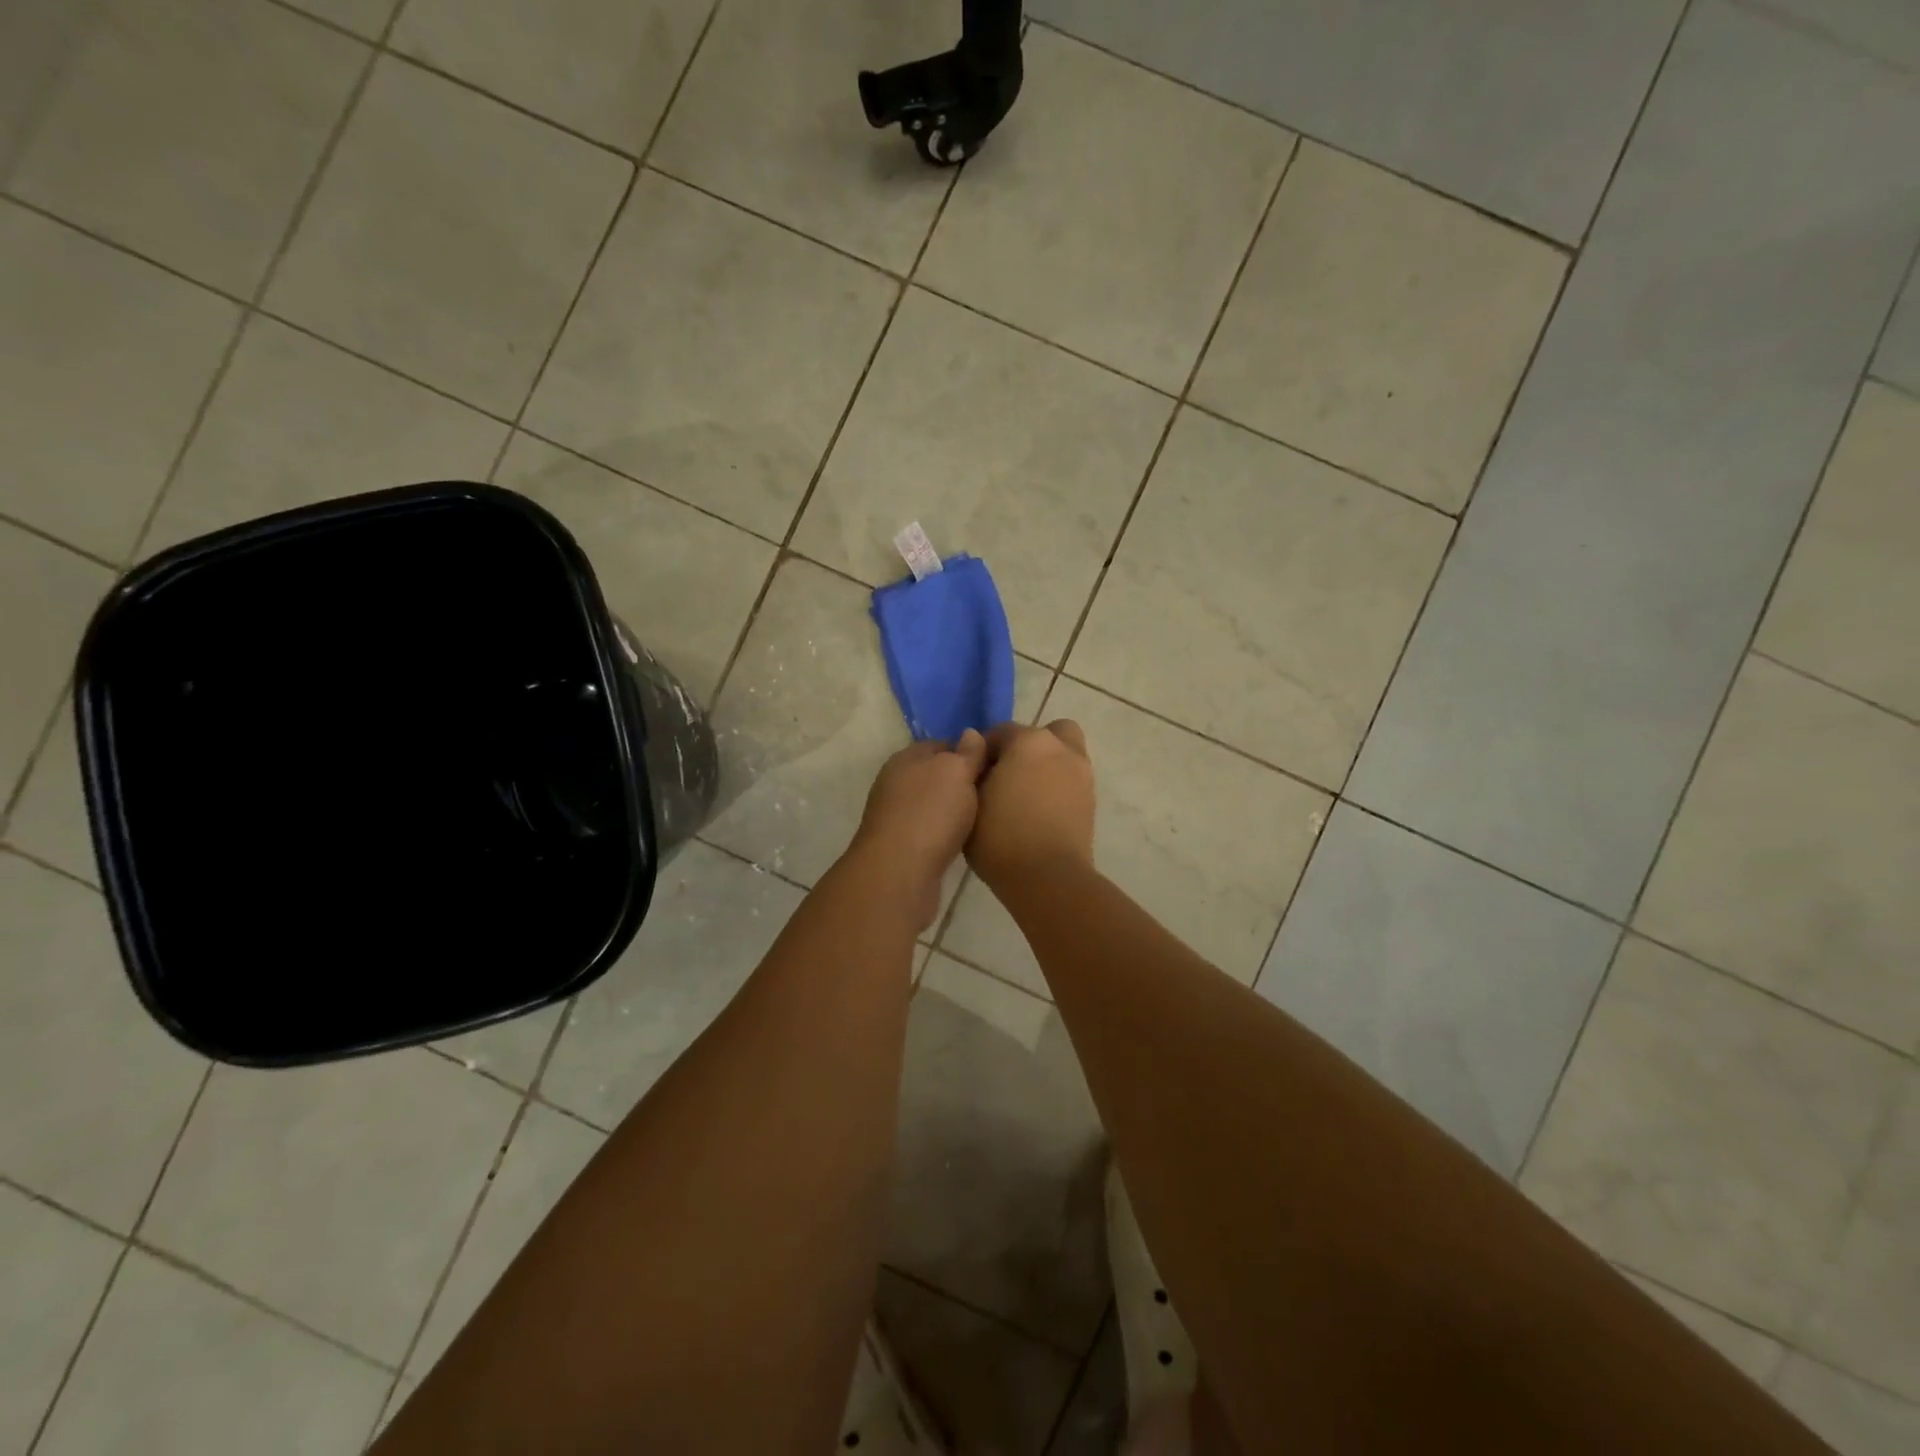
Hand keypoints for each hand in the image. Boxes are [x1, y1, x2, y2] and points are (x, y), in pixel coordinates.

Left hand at [849, 731, 989, 927]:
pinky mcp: (901, 847)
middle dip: (963, 783)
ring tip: (987, 817)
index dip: (970, 751)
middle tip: (996, 792)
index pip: (942, 744)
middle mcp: (896, 783)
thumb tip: (971, 733)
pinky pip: (931, 831)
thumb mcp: (956, 771)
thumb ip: (968, 752)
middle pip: (937, 775)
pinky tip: (966, 841)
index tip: (996, 764)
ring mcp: (896, 816)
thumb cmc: (930, 812)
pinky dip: (947, 834)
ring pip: (934, 805)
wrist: (899, 872)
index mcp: (906, 758)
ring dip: (956, 811)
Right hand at [968, 720, 1095, 892]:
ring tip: (1024, 795)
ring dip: (1045, 765)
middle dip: (1027, 746)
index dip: (984, 751)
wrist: (1048, 878)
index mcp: (1029, 742)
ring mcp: (1082, 773)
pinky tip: (1039, 811)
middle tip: (1008, 774)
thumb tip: (979, 761)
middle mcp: (1060, 748)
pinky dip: (1057, 786)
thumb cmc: (1001, 837)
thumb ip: (973, 772)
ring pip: (1063, 755)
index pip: (1001, 732)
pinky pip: (1071, 780)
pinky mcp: (1091, 800)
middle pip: (1045, 733)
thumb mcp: (970, 802)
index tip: (974, 773)